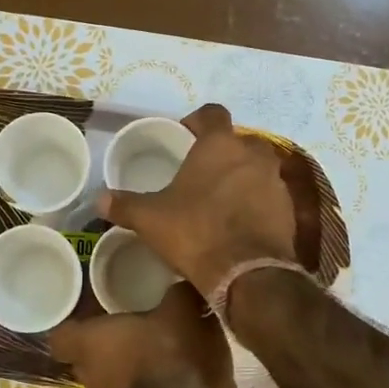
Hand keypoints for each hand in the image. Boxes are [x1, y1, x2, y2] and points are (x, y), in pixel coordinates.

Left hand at [50, 282, 256, 387]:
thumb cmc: (170, 351)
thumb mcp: (180, 307)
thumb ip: (176, 292)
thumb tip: (183, 282)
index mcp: (88, 342)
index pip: (60, 337)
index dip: (72, 327)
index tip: (89, 317)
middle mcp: (91, 374)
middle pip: (84, 359)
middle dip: (101, 346)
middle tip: (125, 328)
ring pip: (109, 379)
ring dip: (124, 368)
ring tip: (151, 351)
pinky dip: (146, 386)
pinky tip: (170, 375)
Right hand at [99, 104, 296, 300]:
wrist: (249, 275)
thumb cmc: (196, 232)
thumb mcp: (151, 218)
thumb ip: (124, 204)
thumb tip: (98, 199)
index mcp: (220, 145)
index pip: (212, 113)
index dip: (197, 120)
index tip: (184, 134)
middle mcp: (253, 154)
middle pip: (238, 141)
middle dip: (221, 152)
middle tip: (200, 172)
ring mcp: (276, 181)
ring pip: (256, 168)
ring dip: (241, 177)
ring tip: (219, 199)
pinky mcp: (290, 210)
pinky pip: (269, 196)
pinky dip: (256, 202)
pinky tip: (238, 222)